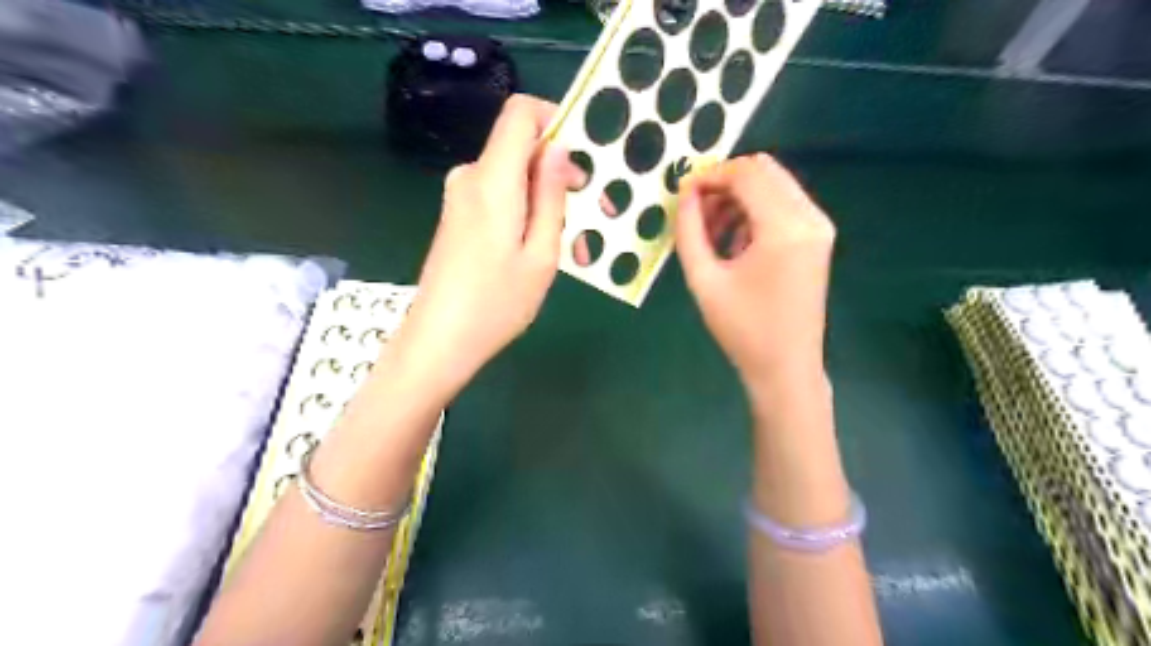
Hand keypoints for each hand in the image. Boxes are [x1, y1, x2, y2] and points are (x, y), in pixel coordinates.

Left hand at [395, 93, 580, 395]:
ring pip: (514, 178)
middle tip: (593, 216)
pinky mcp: (457, 216)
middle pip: (521, 148)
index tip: (583, 159)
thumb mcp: (541, 254)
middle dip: (560, 174)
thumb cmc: (496, 303)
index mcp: (492, 180)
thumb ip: (550, 195)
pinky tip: (540, 251)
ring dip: (546, 202)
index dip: (555, 120)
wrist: (439, 341)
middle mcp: (471, 177)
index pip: (520, 113)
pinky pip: (499, 197)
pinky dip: (525, 213)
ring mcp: (460, 197)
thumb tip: (558, 147)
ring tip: (573, 247)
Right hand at [676, 155, 838, 396]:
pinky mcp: (818, 237)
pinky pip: (782, 204)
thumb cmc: (742, 329)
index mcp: (784, 228)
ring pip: (773, 184)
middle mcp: (809, 217)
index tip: (681, 195)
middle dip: (724, 182)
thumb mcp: (703, 279)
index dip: (709, 176)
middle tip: (695, 211)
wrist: (786, 367)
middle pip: (763, 169)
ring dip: (738, 197)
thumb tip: (684, 194)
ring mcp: (819, 226)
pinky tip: (735, 242)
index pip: (745, 174)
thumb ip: (689, 230)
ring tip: (711, 233)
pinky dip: (754, 211)